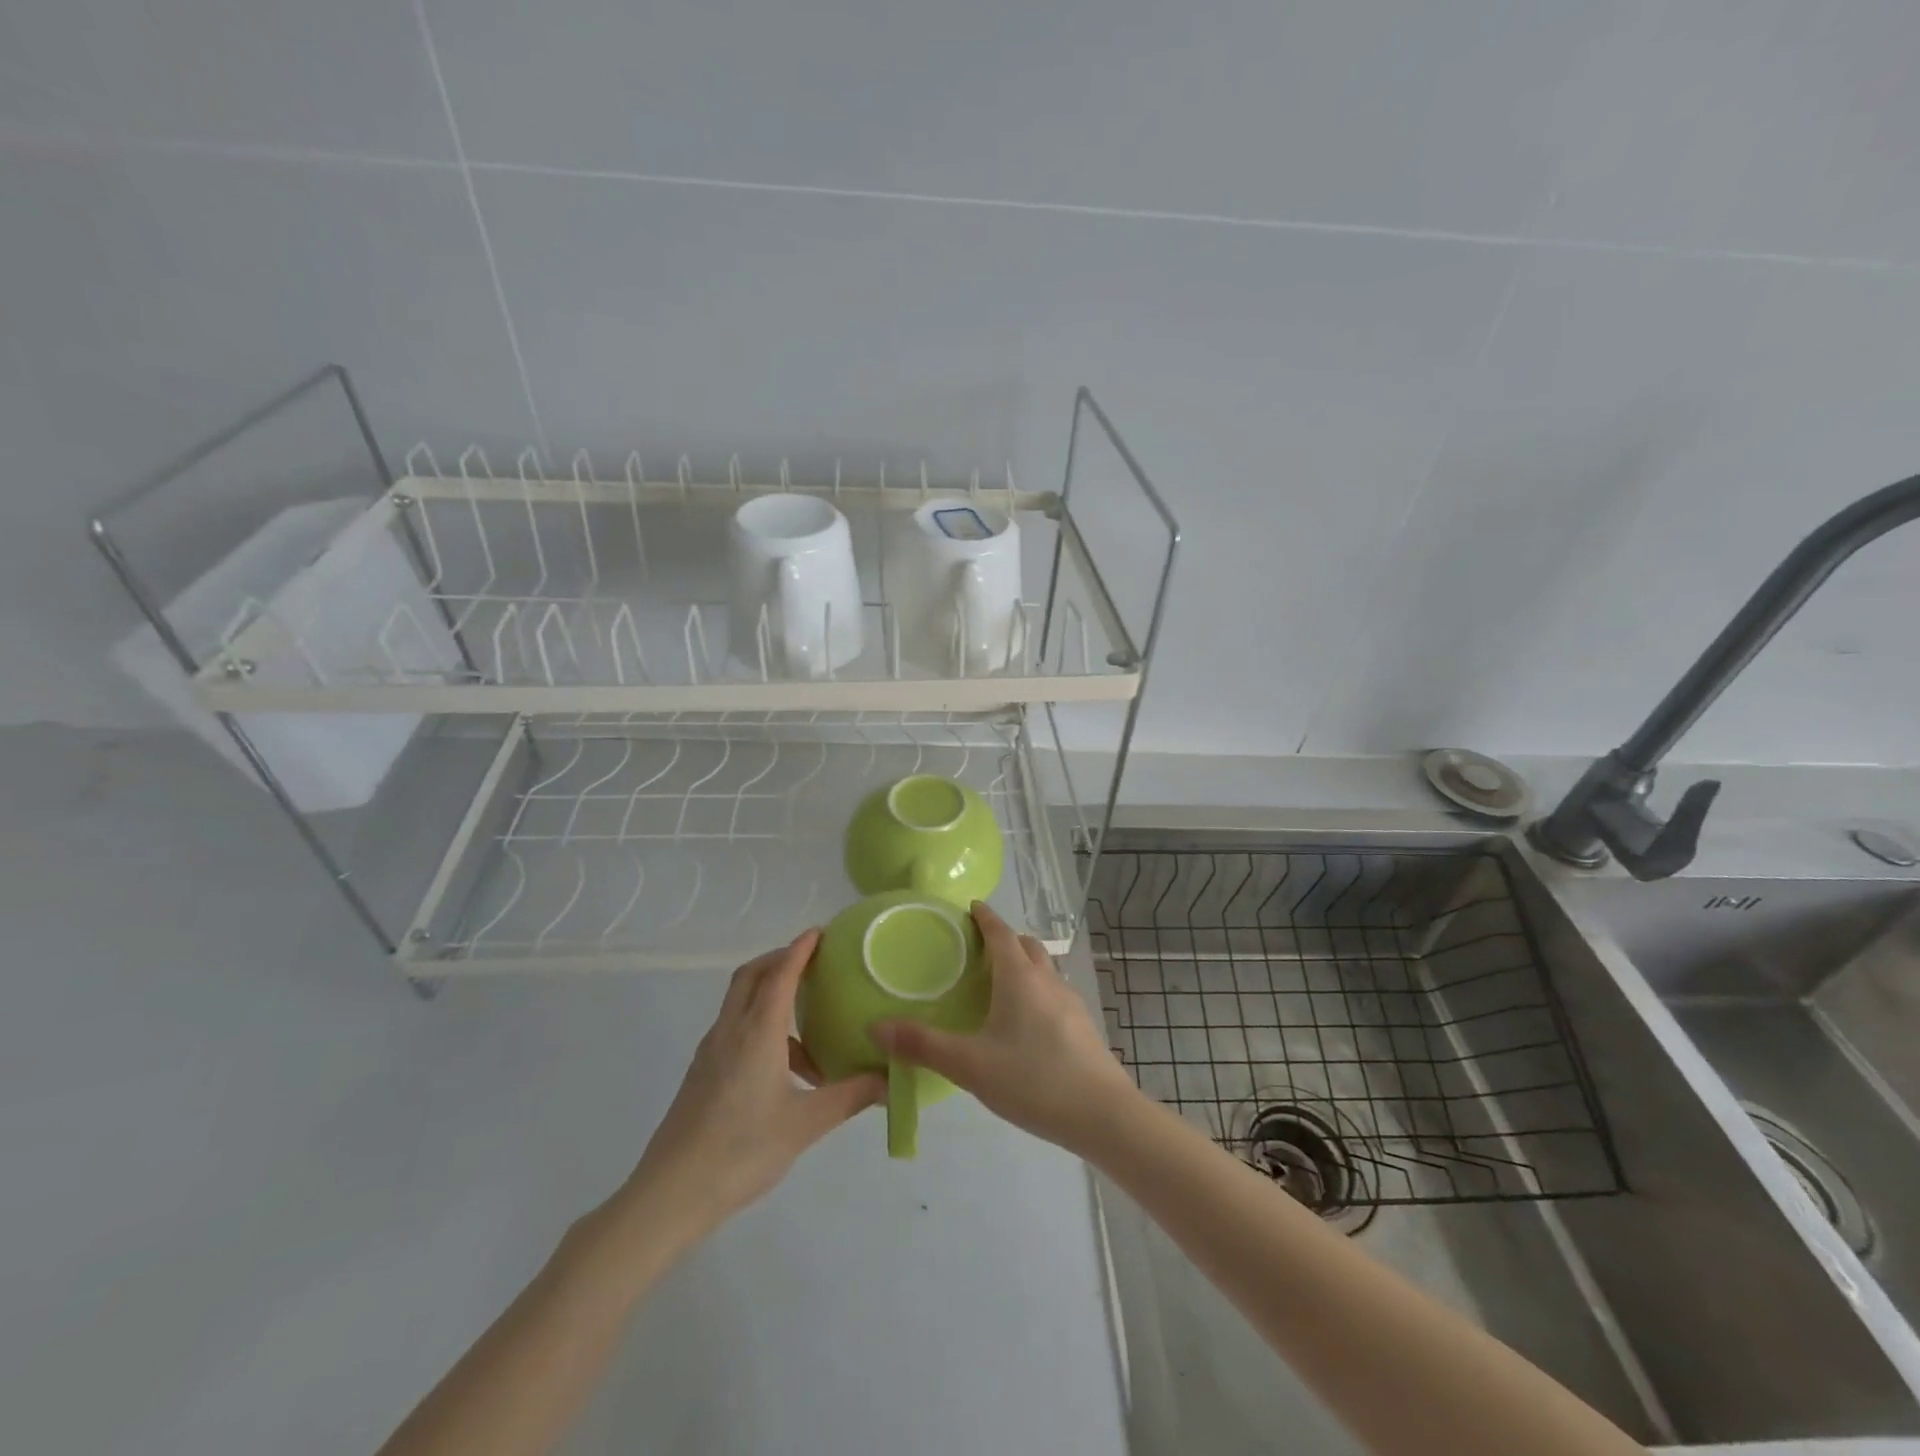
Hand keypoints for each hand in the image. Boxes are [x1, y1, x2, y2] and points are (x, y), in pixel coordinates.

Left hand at [611, 931, 883, 1243]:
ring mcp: (710, 1052)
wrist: (670, 1194)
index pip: (780, 974)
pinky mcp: (701, 1074)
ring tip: (808, 1032)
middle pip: (751, 976)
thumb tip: (889, 1080)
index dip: (800, 949)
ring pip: (740, 1003)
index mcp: (757, 1032)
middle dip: (780, 960)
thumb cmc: (741, 1151)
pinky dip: (759, 1027)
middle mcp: (730, 1031)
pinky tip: (782, 1069)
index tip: (821, 933)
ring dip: (770, 997)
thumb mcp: (805, 1124)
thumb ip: (850, 1097)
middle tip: (813, 964)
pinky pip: (734, 1030)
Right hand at [875, 902, 1135, 1154]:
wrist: (1103, 1115)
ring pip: (1044, 969)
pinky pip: (1054, 993)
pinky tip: (1025, 1023)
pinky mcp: (1083, 1026)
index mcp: (1020, 978)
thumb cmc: (1034, 1080)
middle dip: (1004, 938)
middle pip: (1026, 945)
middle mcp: (1047, 980)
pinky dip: (1036, 990)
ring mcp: (1070, 1002)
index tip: (970, 907)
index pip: (1000, 933)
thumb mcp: (970, 1065)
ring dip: (1023, 964)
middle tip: (977, 949)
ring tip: (998, 984)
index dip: (984, 917)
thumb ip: (923, 1046)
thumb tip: (876, 1026)